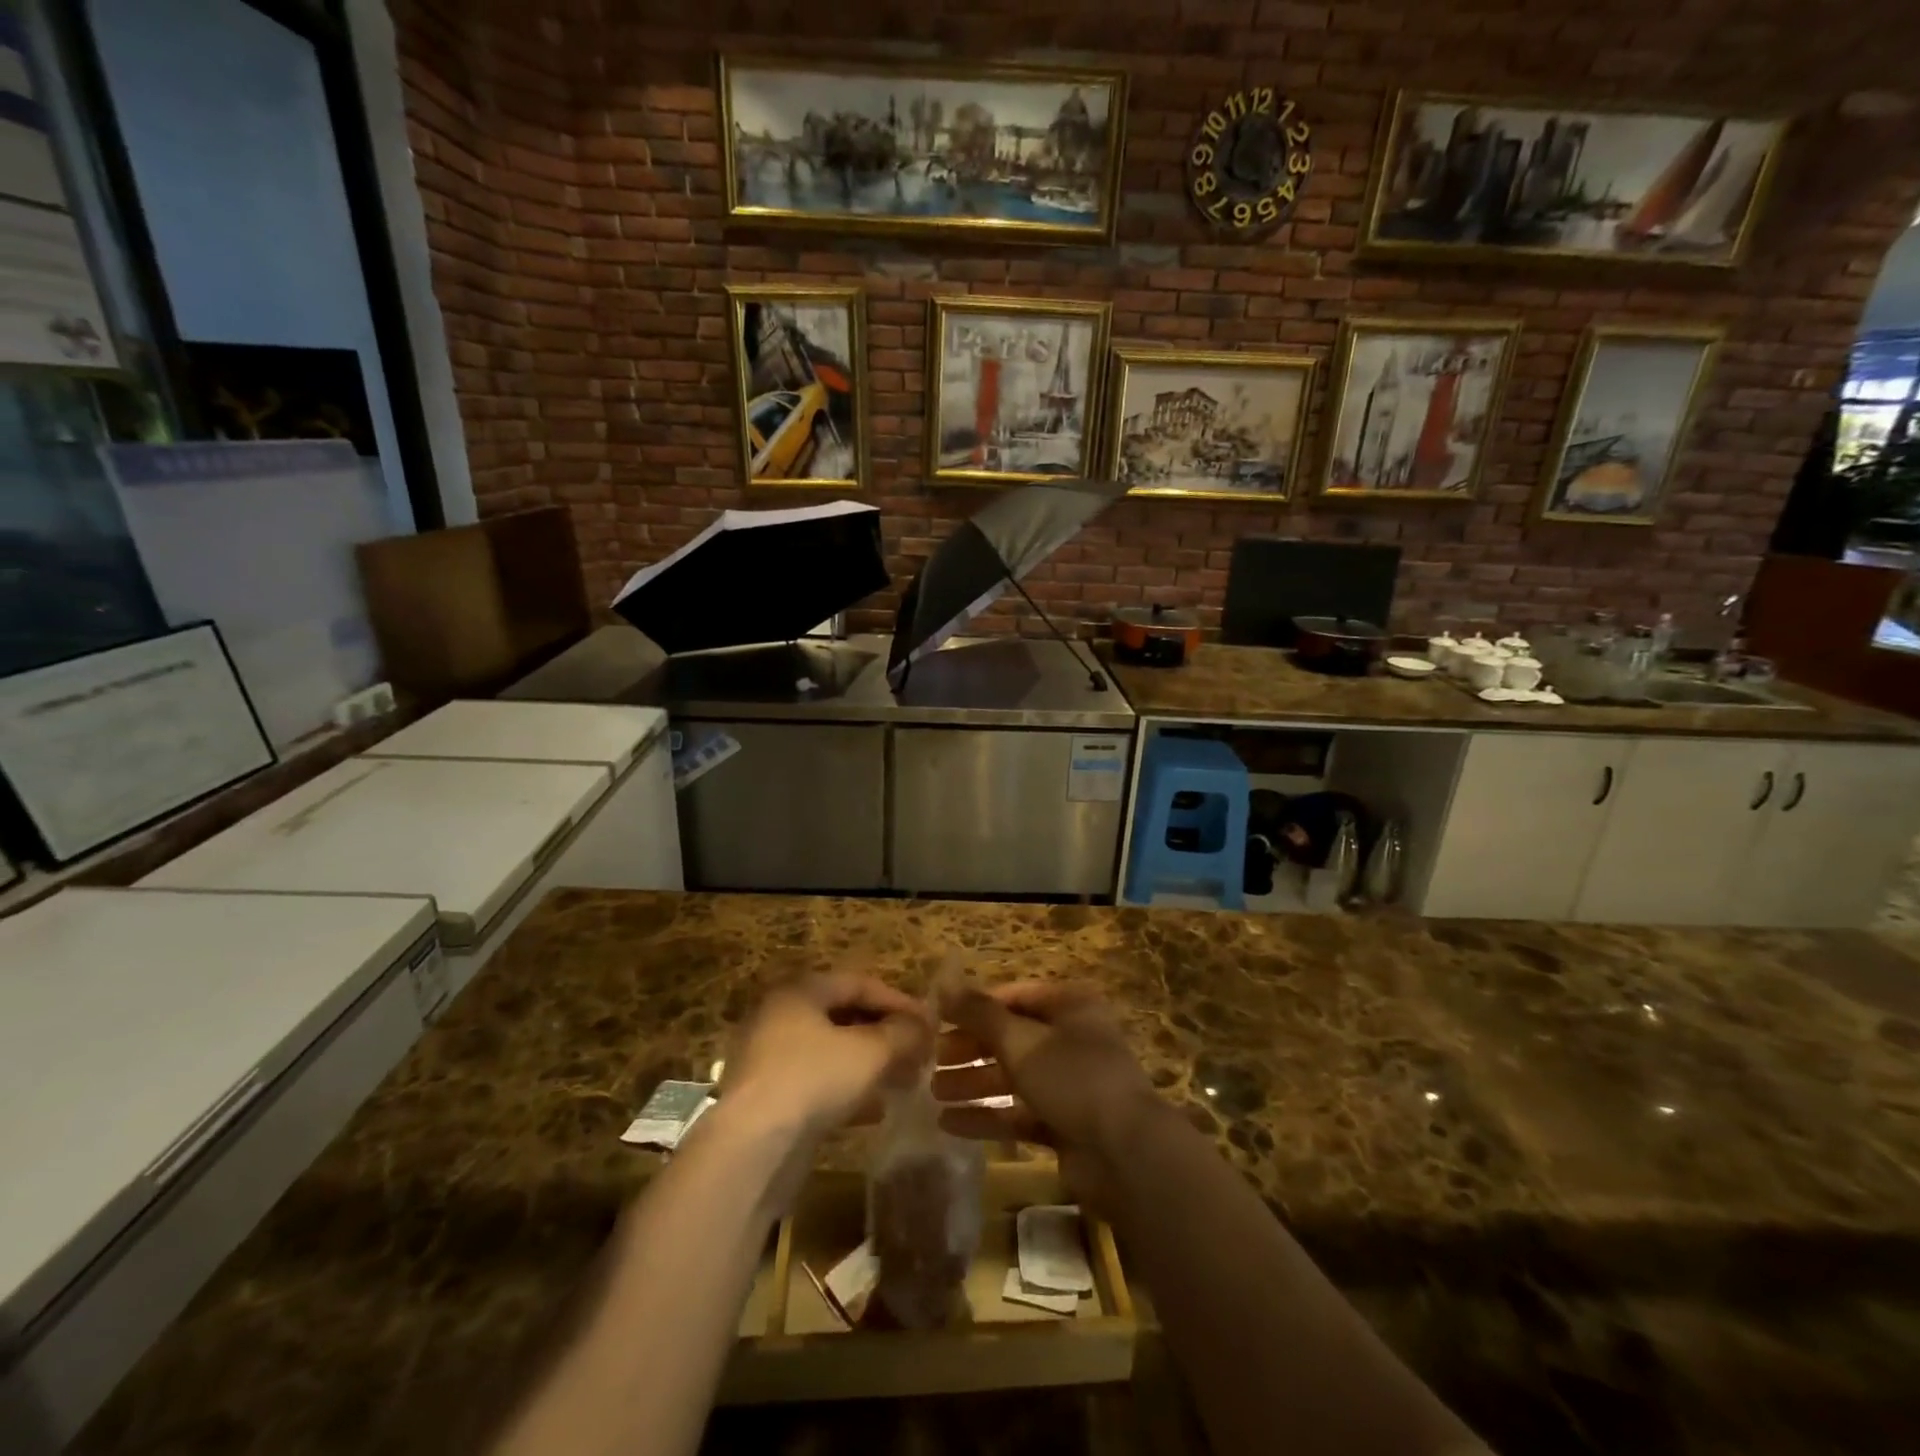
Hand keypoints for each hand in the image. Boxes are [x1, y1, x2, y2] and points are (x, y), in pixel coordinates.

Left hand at [721, 974, 933, 1141]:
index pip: (859, 983)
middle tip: (919, 1053)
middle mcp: (780, 1016)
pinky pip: (817, 1082)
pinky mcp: (768, 1098)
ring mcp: (770, 1059)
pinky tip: (876, 1111)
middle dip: (886, 1034)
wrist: (751, 1149)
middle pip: (844, 1016)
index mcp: (800, 991)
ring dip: (870, 1064)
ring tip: (904, 1081)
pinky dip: (848, 1090)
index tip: (929, 1023)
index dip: (898, 1001)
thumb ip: (902, 1033)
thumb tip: (923, 1026)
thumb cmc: (813, 1079)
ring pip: (832, 1052)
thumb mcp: (870, 1051)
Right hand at [934, 978, 1163, 1207]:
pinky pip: (1019, 1113)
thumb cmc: (1074, 1079)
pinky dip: (988, 1116)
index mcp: (1070, 1007)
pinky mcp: (1065, 1124)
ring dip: (974, 1082)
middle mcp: (1071, 1039)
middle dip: (971, 1048)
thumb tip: (945, 985)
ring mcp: (1069, 1084)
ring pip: (1012, 1077)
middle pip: (1012, 1037)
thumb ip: (981, 1014)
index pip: (1015, 996)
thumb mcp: (1022, 1041)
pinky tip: (950, 1123)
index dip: (976, 1007)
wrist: (1126, 1155)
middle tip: (933, 1059)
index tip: (939, 1019)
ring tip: (933, 1091)